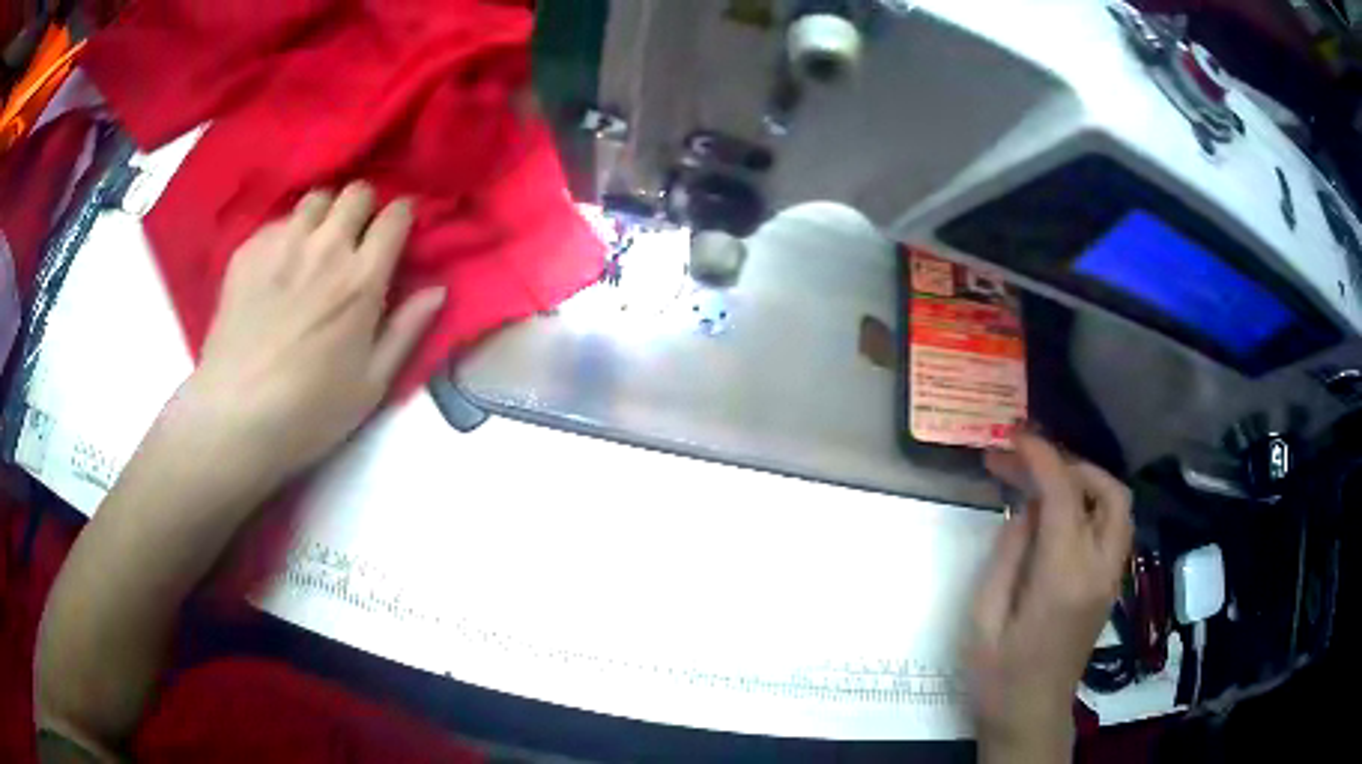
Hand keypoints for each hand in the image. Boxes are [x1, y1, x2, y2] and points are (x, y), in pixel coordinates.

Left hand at [170, 182, 444, 489]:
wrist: (236, 416)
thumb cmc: (310, 411)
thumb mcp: (372, 384)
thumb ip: (406, 330)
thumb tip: (438, 289)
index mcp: (362, 279)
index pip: (395, 216)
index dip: (401, 216)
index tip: (396, 230)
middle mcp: (326, 248)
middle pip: (356, 193)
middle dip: (362, 208)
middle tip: (354, 237)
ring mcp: (282, 244)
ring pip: (315, 199)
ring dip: (323, 215)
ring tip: (313, 244)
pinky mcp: (248, 251)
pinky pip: (276, 221)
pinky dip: (285, 233)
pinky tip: (277, 265)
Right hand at [967, 431, 1133, 761]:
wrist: (1030, 715)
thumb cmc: (998, 675)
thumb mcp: (983, 617)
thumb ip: (1008, 554)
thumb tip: (1026, 509)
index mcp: (1064, 578)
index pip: (1064, 495)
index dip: (1040, 456)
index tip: (1012, 436)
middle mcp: (1099, 569)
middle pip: (1108, 490)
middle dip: (1070, 463)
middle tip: (1028, 462)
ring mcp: (1110, 577)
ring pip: (1117, 505)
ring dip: (1085, 481)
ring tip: (1043, 482)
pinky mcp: (1109, 584)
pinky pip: (1112, 526)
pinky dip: (1090, 503)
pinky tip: (1057, 513)